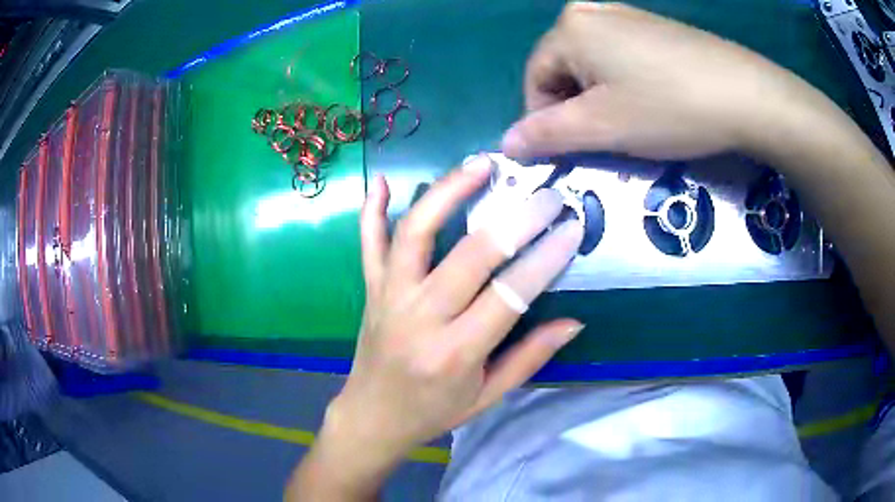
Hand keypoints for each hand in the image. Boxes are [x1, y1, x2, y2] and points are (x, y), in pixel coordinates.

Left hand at [331, 156, 582, 456]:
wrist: (373, 416)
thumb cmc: (433, 411)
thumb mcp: (488, 396)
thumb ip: (530, 357)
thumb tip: (574, 322)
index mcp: (455, 352)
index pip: (509, 295)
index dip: (545, 258)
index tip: (572, 227)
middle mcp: (420, 317)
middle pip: (471, 256)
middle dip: (516, 220)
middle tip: (546, 194)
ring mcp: (389, 296)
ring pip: (416, 233)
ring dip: (447, 193)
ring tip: (480, 165)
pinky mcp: (370, 288)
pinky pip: (368, 243)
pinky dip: (372, 210)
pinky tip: (383, 181)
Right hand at [502, 2, 812, 159]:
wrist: (747, 94)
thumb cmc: (670, 108)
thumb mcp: (602, 127)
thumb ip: (547, 135)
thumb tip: (506, 143)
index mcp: (569, 28)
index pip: (534, 81)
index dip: (546, 122)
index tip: (572, 152)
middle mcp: (590, 12)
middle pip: (563, 70)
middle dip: (577, 110)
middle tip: (607, 140)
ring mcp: (626, 15)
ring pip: (593, 65)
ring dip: (602, 99)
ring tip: (633, 123)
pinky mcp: (654, 27)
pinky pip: (621, 57)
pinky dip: (625, 84)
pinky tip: (653, 101)